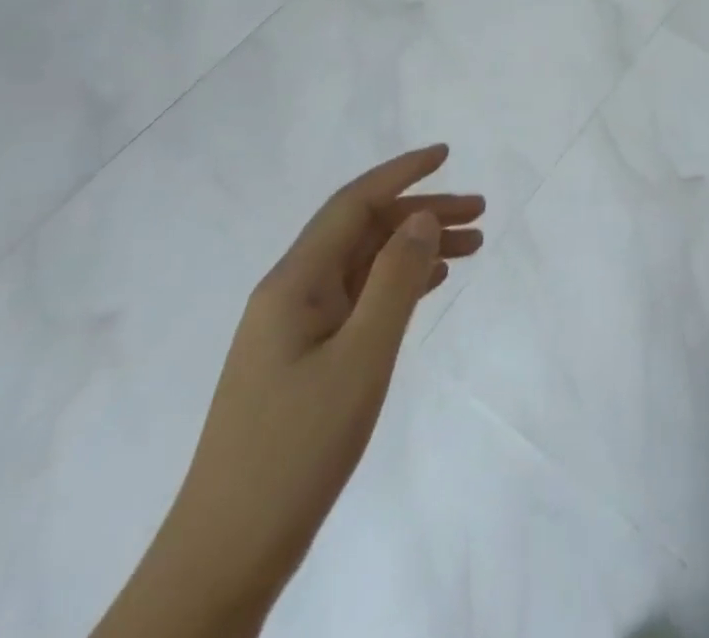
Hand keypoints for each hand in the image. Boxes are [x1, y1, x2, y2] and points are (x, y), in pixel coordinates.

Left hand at [94, 145, 483, 637]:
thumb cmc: (297, 447)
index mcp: (294, 283)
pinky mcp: (304, 359)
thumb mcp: (361, 357)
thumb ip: (395, 279)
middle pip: (364, 231)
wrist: (227, 554)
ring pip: (366, 264)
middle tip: (481, 213)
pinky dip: (400, 281)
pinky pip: (360, 297)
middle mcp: (291, 294)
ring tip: (473, 247)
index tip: (447, 154)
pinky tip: (432, 284)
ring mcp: (295, 329)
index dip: (401, 172)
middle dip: (423, 212)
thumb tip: (421, 216)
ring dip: (417, 247)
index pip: (353, 204)